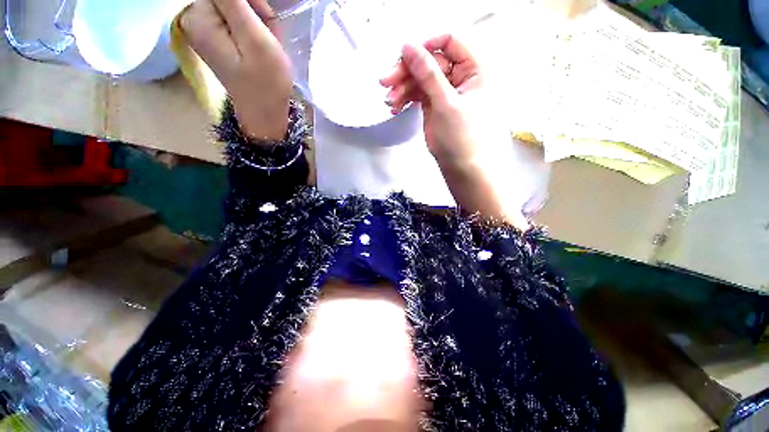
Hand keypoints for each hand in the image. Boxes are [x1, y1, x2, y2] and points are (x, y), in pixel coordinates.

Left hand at [181, 0, 291, 140]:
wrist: (265, 112)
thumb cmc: (265, 81)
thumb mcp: (254, 37)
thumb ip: (234, 1)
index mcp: (198, 17)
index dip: (252, 1)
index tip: (266, 21)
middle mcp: (194, 19)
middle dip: (254, 10)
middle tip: (269, 35)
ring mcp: (204, 30)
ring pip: (235, 7)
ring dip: (257, 21)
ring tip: (268, 43)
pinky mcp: (216, 39)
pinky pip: (236, 20)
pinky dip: (253, 29)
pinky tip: (262, 45)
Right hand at [380, 35, 484, 165]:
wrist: (460, 166)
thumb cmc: (461, 137)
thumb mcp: (446, 103)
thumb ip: (428, 74)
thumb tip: (409, 47)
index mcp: (473, 70)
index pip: (449, 43)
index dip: (426, 47)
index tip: (405, 57)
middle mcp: (459, 76)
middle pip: (429, 62)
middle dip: (406, 71)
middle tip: (386, 82)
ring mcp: (444, 91)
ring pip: (419, 79)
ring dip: (401, 88)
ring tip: (389, 102)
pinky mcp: (433, 104)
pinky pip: (416, 94)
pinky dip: (404, 99)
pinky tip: (395, 107)